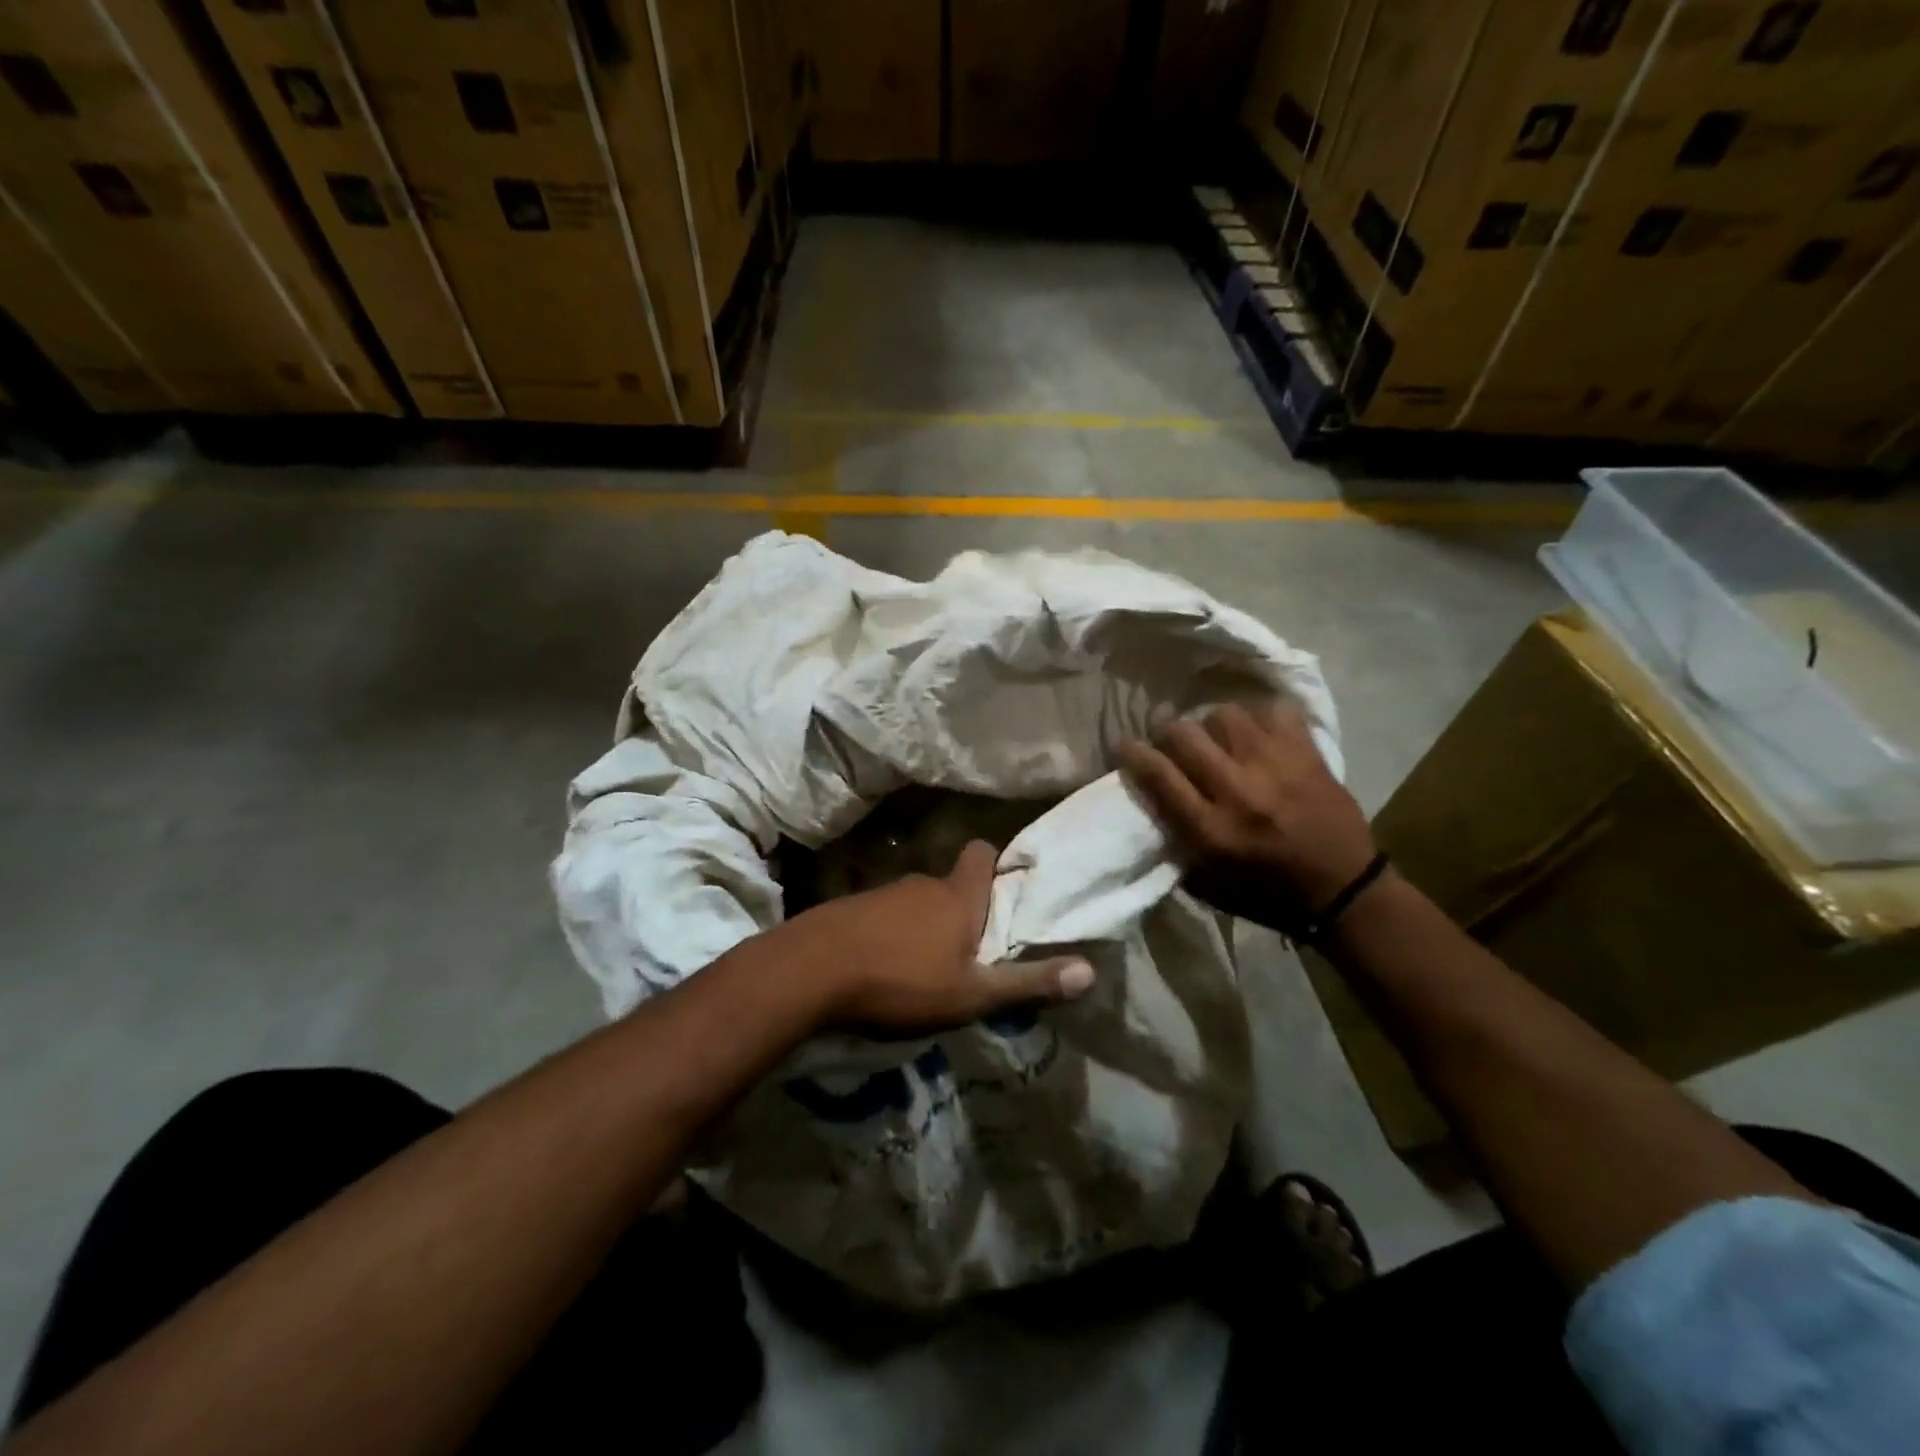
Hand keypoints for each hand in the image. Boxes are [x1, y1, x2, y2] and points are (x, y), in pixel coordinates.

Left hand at [790, 840, 1093, 1033]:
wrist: (810, 971)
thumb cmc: (901, 981)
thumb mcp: (971, 994)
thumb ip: (1028, 984)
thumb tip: (1091, 971)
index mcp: (957, 896)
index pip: (983, 854)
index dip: (996, 866)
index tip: (1004, 894)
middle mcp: (922, 884)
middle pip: (953, 886)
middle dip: (964, 912)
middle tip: (972, 955)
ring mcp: (882, 893)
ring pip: (917, 904)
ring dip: (926, 929)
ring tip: (926, 972)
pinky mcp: (850, 909)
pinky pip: (884, 917)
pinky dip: (891, 936)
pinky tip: (883, 971)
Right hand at [1116, 700, 1377, 933]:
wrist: (1345, 890)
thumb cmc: (1268, 895)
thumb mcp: (1209, 884)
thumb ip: (1177, 842)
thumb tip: (1151, 801)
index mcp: (1211, 830)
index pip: (1158, 774)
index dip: (1132, 753)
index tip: (1124, 744)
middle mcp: (1238, 791)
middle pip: (1185, 735)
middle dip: (1168, 732)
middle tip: (1171, 740)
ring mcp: (1276, 766)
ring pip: (1225, 715)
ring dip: (1213, 724)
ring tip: (1219, 737)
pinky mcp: (1307, 754)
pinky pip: (1275, 711)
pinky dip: (1261, 717)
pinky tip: (1258, 732)